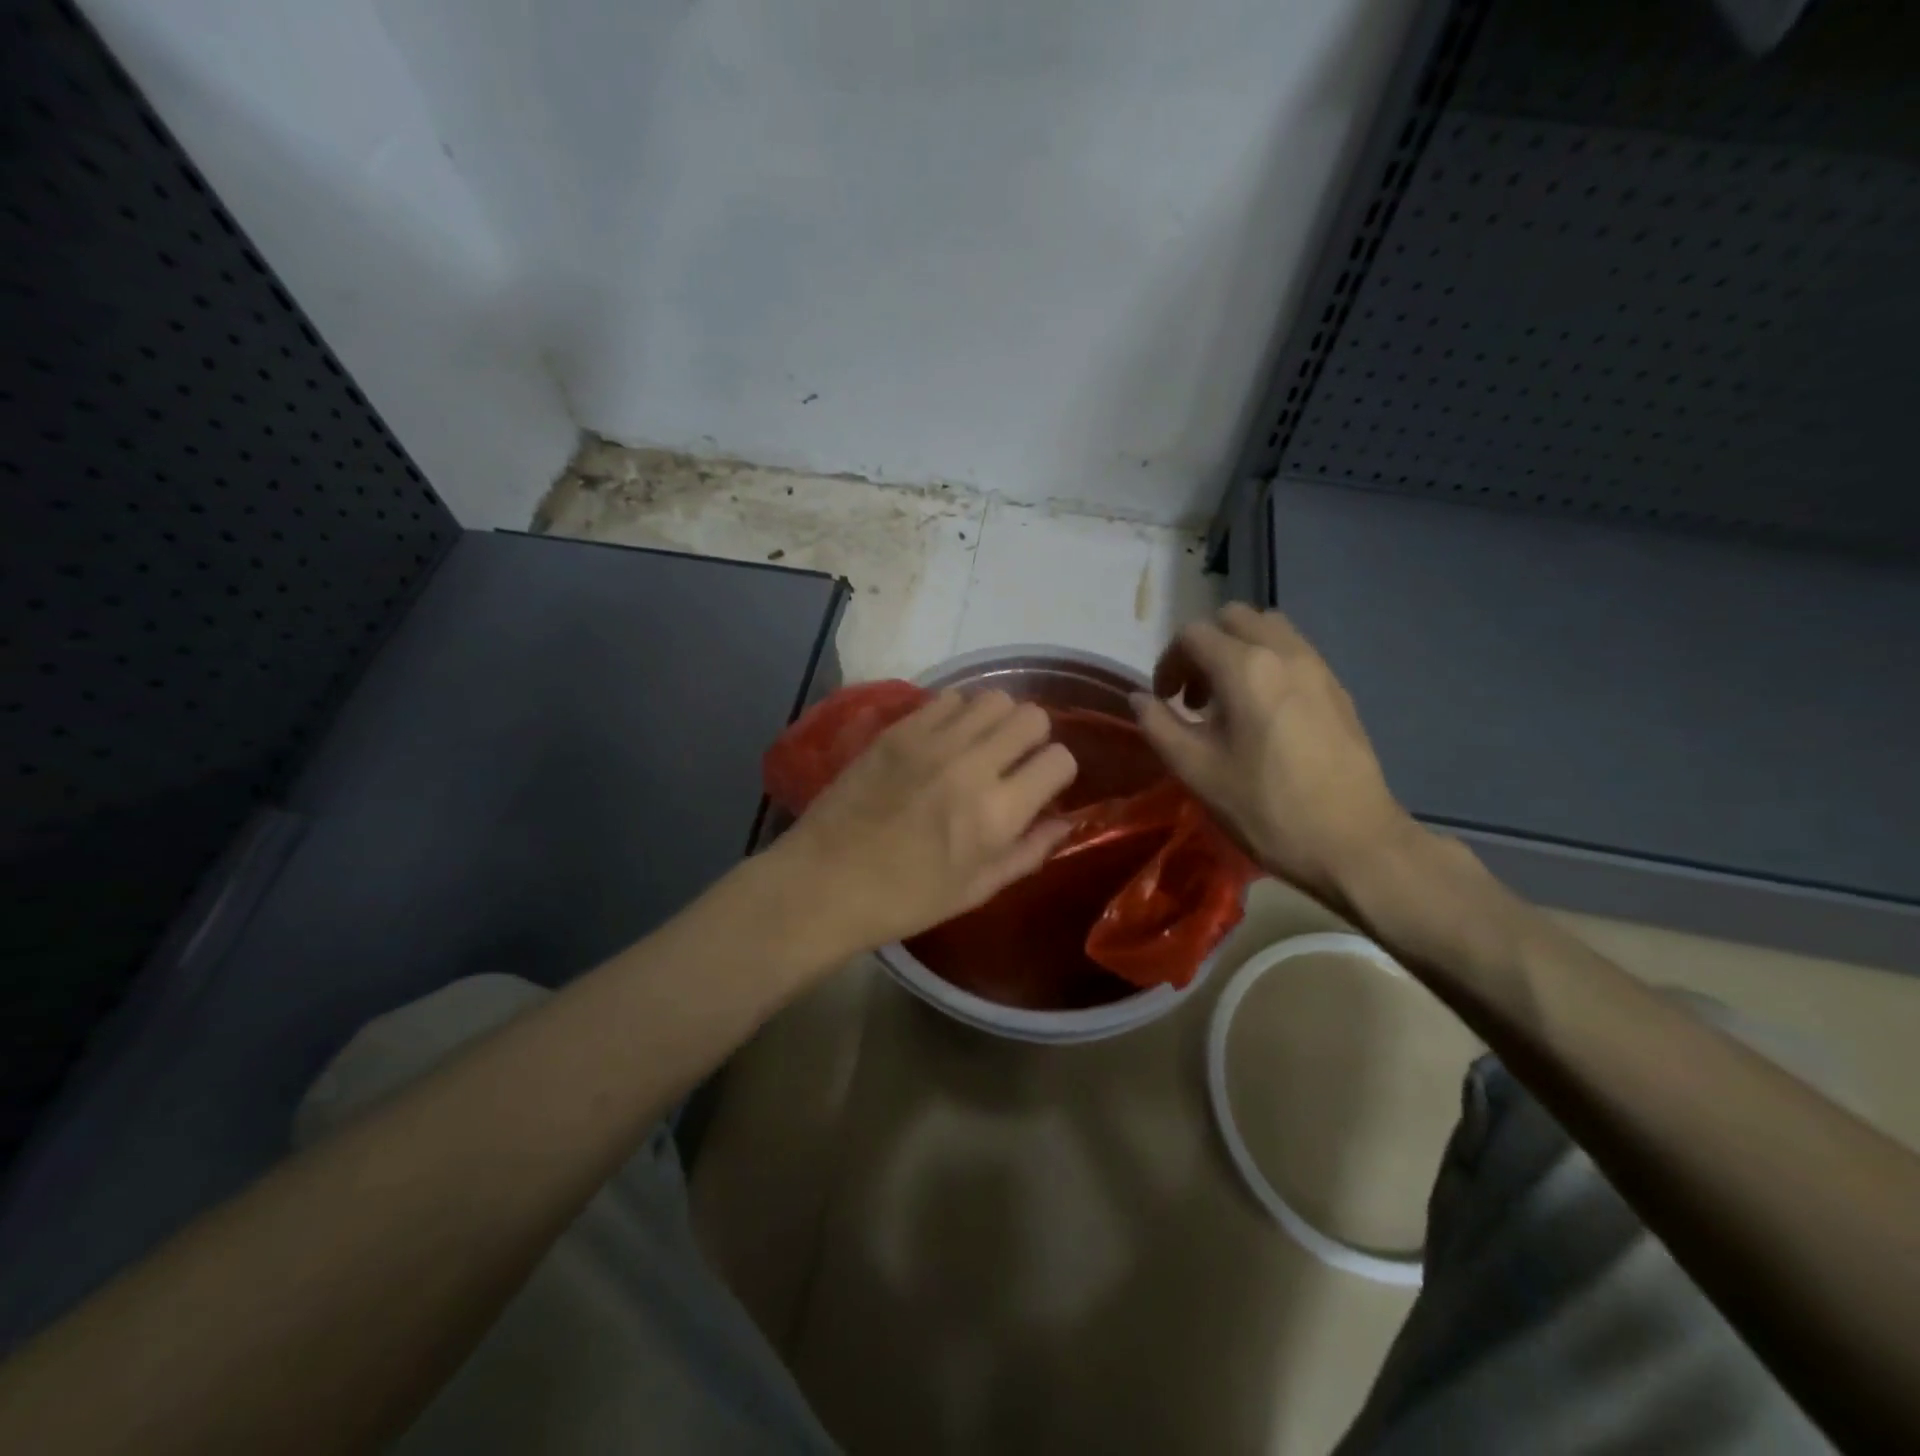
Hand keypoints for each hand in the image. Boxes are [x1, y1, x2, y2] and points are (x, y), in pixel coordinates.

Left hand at [771, 689, 1077, 956]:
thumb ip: (1028, 852)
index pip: (1059, 760)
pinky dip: (959, 714)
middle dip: (1034, 737)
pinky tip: (945, 739)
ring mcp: (931, 741)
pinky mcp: (898, 729)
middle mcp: (971, 766)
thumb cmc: (905, 899)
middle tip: (1014, 760)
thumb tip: (1063, 821)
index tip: (1042, 785)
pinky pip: (949, 698)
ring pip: (993, 699)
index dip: (1058, 771)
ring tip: (981, 745)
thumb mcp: (977, 890)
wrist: (826, 881)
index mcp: (996, 814)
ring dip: (998, 720)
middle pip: (1031, 716)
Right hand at [1132, 603, 1417, 906]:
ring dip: (1238, 650)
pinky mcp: (1338, 689)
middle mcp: (1284, 652)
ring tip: (1228, 700)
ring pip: (1269, 629)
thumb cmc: (1265, 808)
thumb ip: (1159, 725)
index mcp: (1245, 668)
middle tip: (1194, 694)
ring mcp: (1318, 668)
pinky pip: (1294, 653)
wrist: (1353, 843)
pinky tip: (1263, 715)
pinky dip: (1268, 664)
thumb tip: (1139, 698)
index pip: (1193, 635)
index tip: (1164, 701)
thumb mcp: (1196, 770)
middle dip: (1204, 647)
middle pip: (1234, 618)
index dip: (1168, 662)